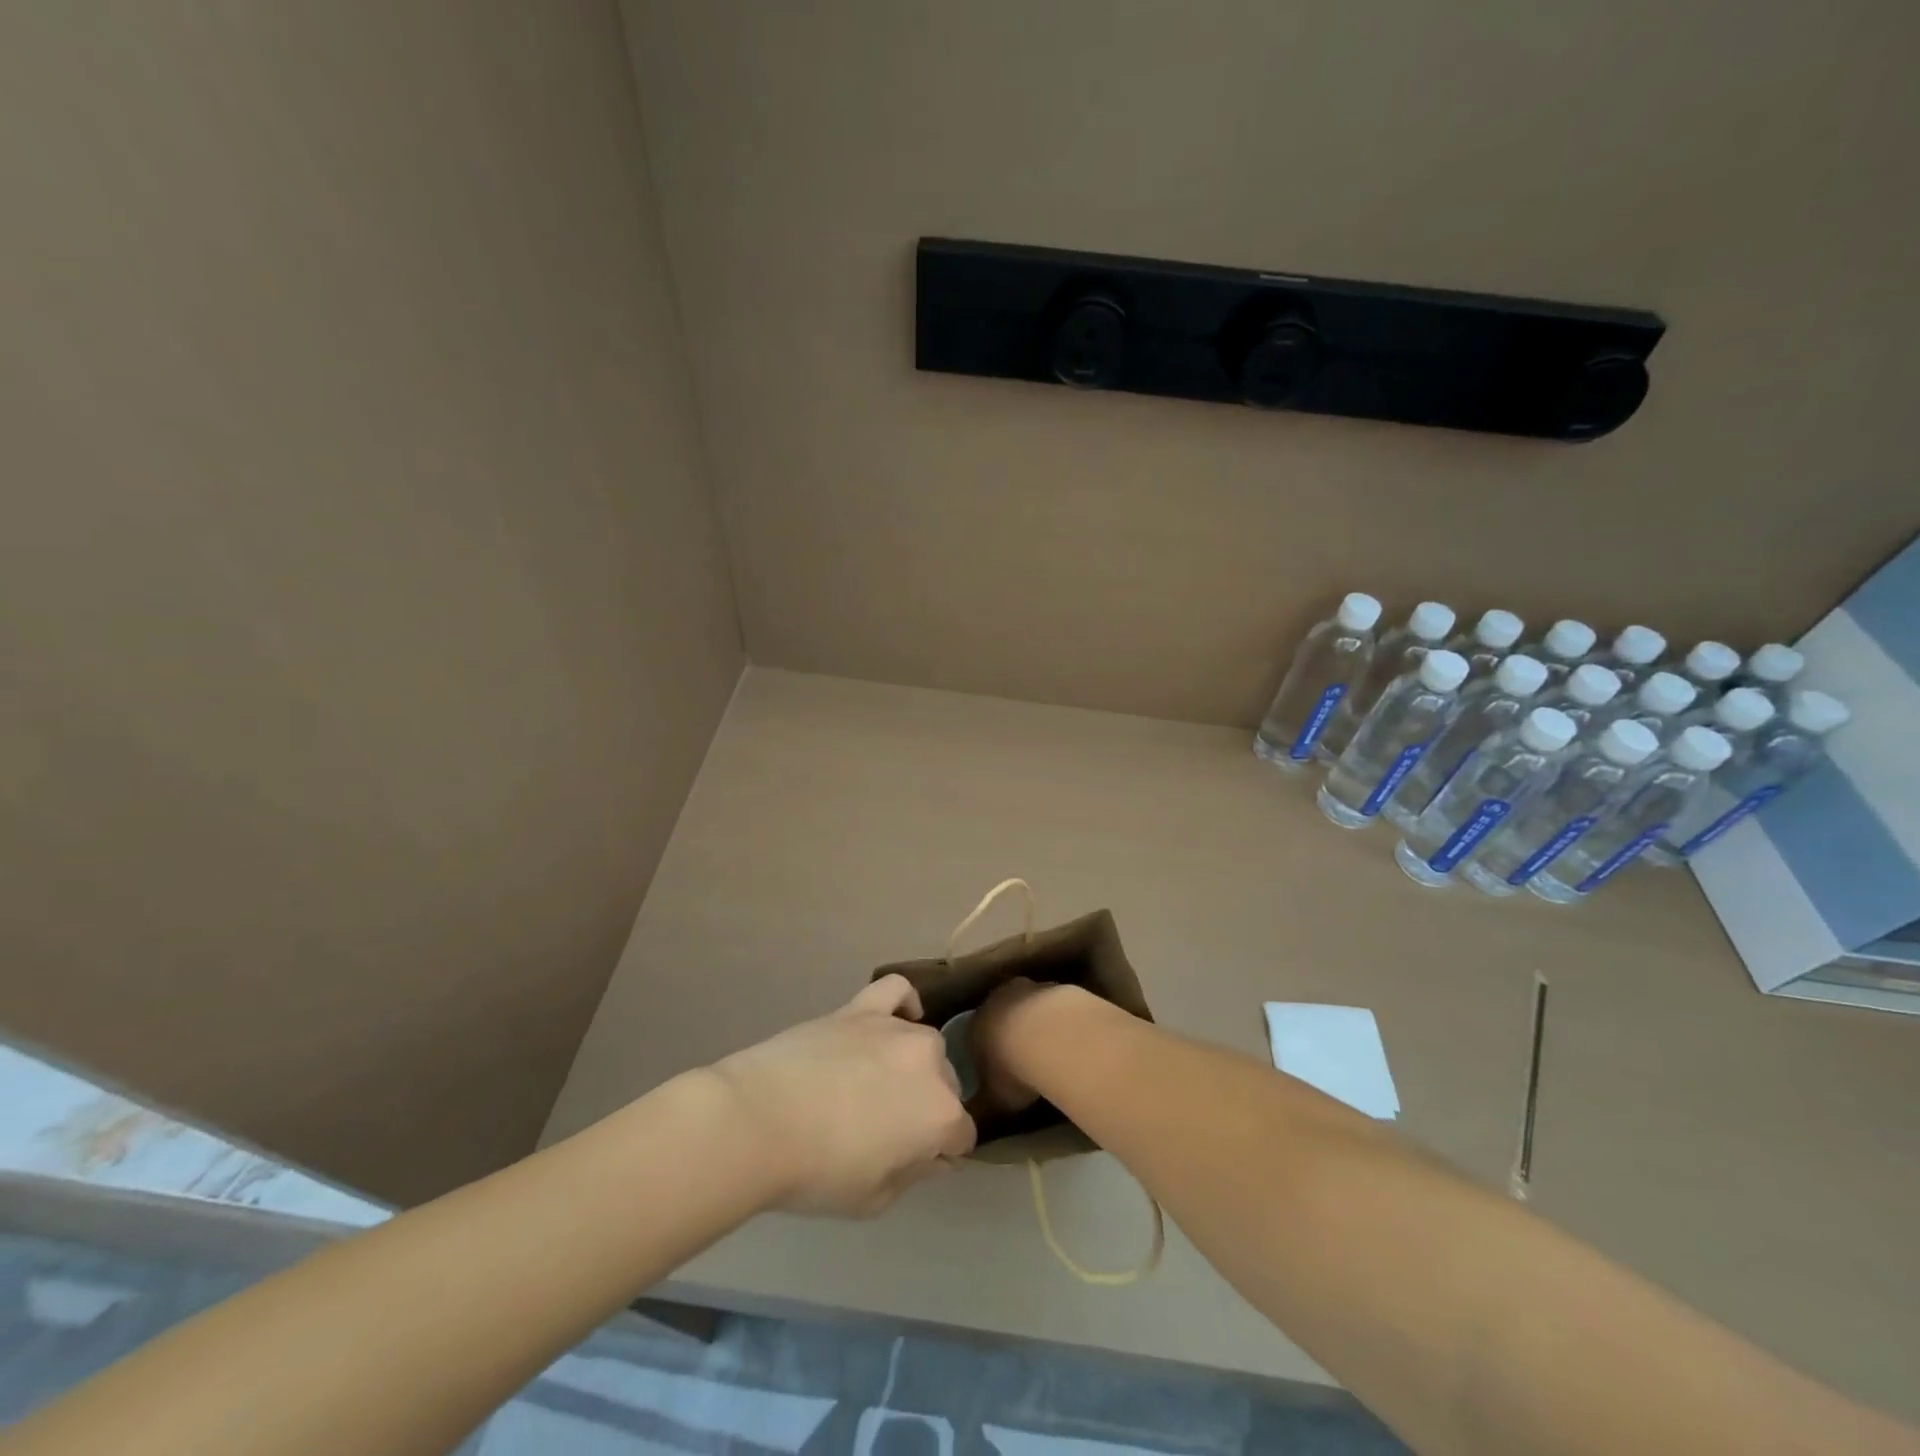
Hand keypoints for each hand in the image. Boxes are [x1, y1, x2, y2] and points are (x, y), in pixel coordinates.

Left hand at [711, 976, 976, 1216]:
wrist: (758, 1121)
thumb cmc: (817, 1172)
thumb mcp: (875, 1199)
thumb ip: (913, 1174)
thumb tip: (932, 1156)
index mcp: (940, 1114)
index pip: (961, 1135)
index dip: (939, 1152)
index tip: (912, 1161)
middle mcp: (930, 1062)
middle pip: (945, 1085)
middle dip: (927, 1107)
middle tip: (885, 1129)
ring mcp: (896, 1028)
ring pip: (924, 1044)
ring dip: (911, 1065)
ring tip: (875, 1084)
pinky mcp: (862, 1008)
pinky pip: (897, 991)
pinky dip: (903, 1002)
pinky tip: (896, 1018)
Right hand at [969, 977, 1081, 1117]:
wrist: (1051, 1037)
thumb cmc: (1014, 1071)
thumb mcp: (994, 1100)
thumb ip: (982, 1108)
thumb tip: (973, 1120)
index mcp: (975, 1026)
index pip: (973, 1037)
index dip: (984, 1053)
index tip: (996, 1070)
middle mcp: (996, 1001)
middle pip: (1000, 1015)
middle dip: (1009, 1032)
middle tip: (1022, 1056)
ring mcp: (1027, 989)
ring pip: (1026, 1004)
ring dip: (1034, 1021)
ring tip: (1048, 1048)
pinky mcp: (1055, 987)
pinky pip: (1051, 1005)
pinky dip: (1056, 1019)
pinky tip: (1067, 1037)